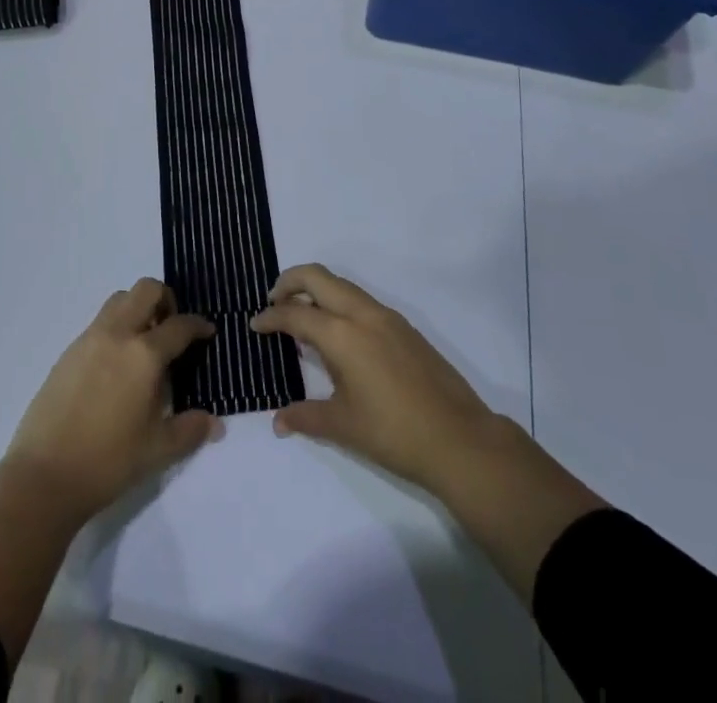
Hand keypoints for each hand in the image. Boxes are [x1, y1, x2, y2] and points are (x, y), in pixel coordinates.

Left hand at [3, 278, 221, 525]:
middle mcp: (117, 334)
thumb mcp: (158, 450)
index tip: (207, 331)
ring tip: (145, 344)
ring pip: (120, 299)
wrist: (44, 474)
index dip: (198, 325)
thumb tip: (215, 424)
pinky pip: (100, 322)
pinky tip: (117, 365)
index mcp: (144, 354)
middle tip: (172, 330)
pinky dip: (116, 327)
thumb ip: (190, 430)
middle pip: (146, 290)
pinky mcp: (69, 351)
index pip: (179, 325)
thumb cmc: (108, 462)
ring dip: (138, 308)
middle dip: (166, 300)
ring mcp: (89, 339)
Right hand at [250, 263, 510, 496]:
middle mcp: (362, 314)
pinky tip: (338, 334)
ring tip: (302, 316)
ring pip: (342, 285)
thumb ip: (306, 416)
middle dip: (289, 282)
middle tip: (273, 302)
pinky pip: (361, 300)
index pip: (296, 313)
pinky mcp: (404, 327)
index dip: (271, 317)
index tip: (255, 325)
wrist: (460, 439)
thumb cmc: (394, 433)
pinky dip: (339, 302)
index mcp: (342, 335)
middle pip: (317, 276)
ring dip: (316, 290)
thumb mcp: (343, 426)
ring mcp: (387, 317)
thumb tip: (278, 421)